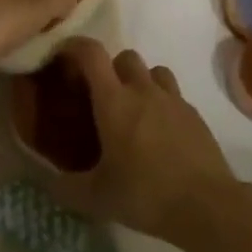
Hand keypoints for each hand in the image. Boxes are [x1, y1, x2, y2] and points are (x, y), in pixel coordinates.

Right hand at [45, 39, 239, 243]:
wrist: (206, 205)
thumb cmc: (144, 195)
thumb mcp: (94, 198)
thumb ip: (64, 187)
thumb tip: (45, 181)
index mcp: (114, 101)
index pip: (92, 53)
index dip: (74, 46)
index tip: (63, 56)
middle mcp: (143, 90)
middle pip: (125, 57)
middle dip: (110, 69)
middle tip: (101, 97)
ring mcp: (173, 99)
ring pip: (153, 71)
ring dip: (140, 81)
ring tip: (133, 111)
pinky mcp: (194, 114)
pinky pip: (173, 95)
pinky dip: (162, 103)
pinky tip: (159, 133)